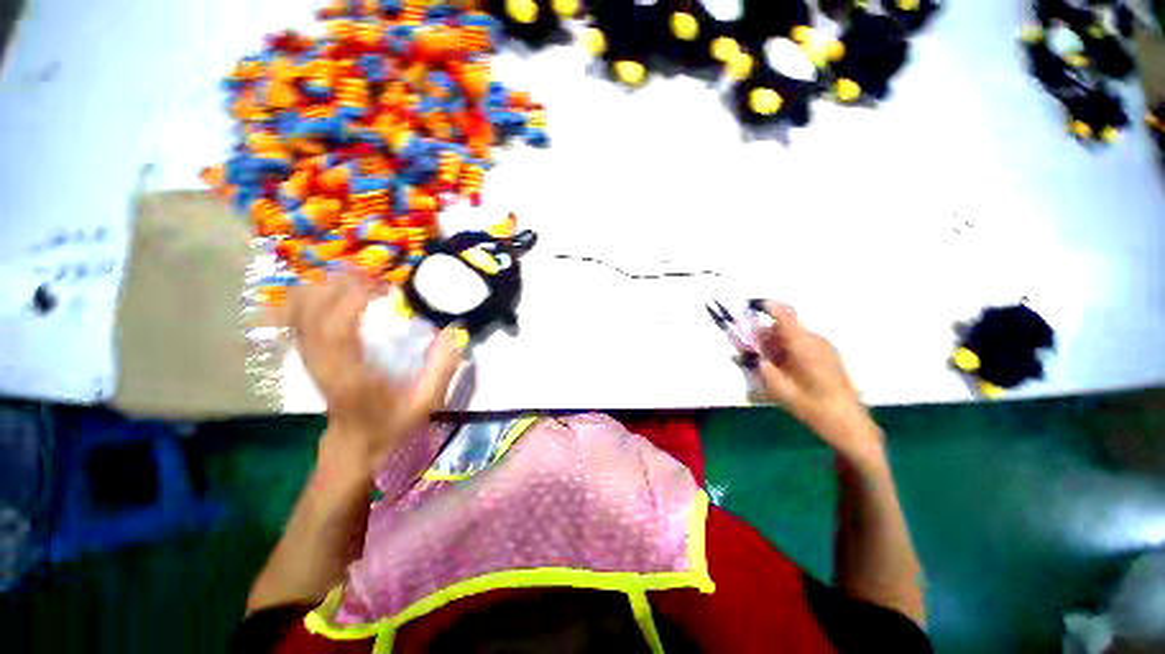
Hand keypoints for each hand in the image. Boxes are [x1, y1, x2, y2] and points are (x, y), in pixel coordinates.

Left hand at [288, 274, 464, 478]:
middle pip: (309, 309)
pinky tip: (340, 290)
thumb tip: (454, 329)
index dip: (353, 298)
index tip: (384, 283)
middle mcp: (320, 361)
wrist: (354, 443)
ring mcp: (308, 355)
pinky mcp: (307, 352)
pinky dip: (314, 293)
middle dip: (341, 282)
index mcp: (349, 375)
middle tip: (379, 275)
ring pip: (298, 307)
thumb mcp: (425, 403)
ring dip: (327, 284)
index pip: (336, 329)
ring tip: (362, 279)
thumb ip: (442, 368)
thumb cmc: (391, 424)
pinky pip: (297, 313)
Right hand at [748, 301, 884, 467]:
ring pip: (791, 335)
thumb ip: (758, 366)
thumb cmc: (812, 406)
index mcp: (802, 345)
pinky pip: (802, 344)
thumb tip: (742, 351)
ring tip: (769, 366)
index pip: (783, 314)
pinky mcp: (828, 355)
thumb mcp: (778, 388)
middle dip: (764, 335)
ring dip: (775, 344)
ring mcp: (824, 347)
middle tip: (753, 353)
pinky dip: (787, 350)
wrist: (849, 425)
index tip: (749, 307)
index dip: (765, 306)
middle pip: (783, 326)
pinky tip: (785, 370)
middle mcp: (815, 340)